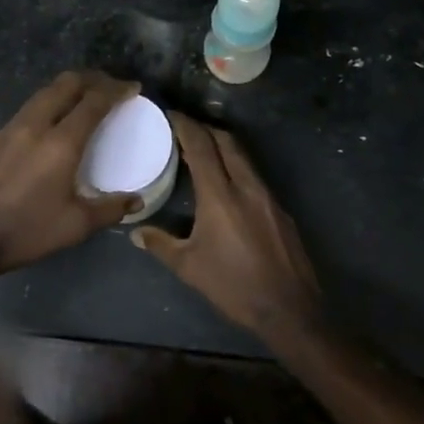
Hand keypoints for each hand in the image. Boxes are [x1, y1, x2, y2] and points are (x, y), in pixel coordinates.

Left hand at [0, 71, 142, 275]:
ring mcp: (4, 131)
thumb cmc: (25, 232)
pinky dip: (38, 117)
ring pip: (39, 97)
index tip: (131, 88)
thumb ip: (110, 209)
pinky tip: (37, 140)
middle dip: (90, 79)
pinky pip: (18, 119)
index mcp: (60, 143)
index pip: (94, 102)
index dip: (116, 90)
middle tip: (106, 87)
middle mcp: (33, 126)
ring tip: (75, 104)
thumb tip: (136, 200)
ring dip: (62, 93)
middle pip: (64, 85)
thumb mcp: (76, 226)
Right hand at [132, 114, 319, 338]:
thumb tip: (135, 232)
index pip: (202, 146)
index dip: (185, 126)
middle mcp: (246, 186)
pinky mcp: (280, 209)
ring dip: (223, 147)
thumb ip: (160, 244)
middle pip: (226, 142)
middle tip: (185, 128)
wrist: (289, 308)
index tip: (170, 115)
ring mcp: (267, 196)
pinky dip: (237, 168)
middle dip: (205, 129)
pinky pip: (254, 177)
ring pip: (243, 157)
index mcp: (220, 195)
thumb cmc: (233, 286)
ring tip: (203, 152)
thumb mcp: (189, 267)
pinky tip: (228, 186)